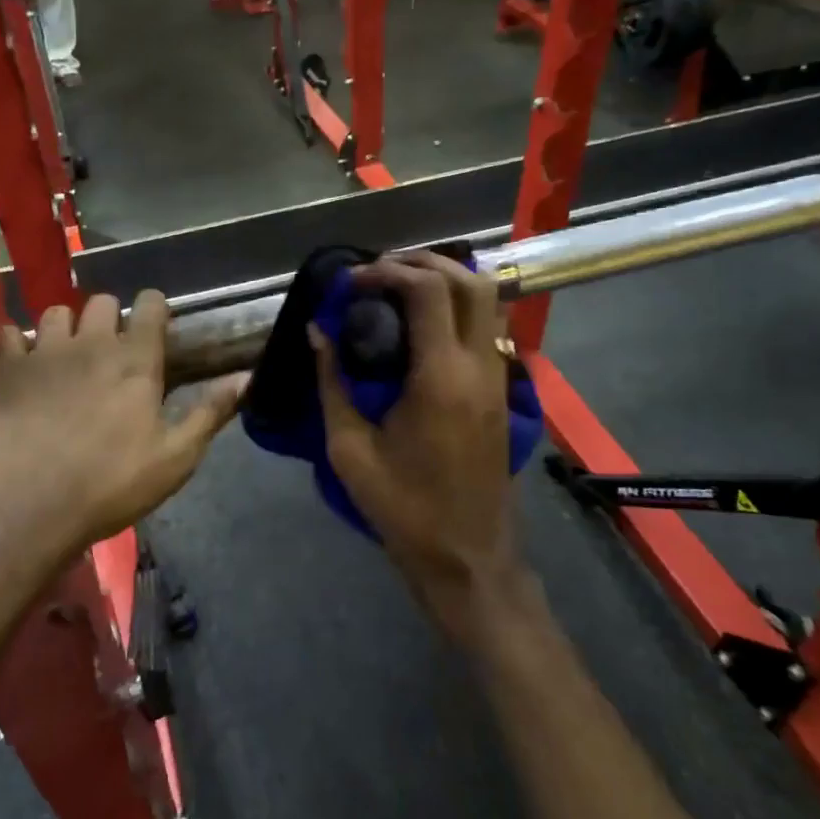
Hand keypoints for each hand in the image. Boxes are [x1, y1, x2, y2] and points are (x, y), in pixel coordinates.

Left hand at [0, 291, 245, 568]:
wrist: (27, 507)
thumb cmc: (110, 485)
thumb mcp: (175, 458)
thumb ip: (211, 412)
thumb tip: (248, 377)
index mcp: (136, 360)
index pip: (150, 304)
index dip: (155, 309)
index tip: (156, 328)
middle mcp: (91, 343)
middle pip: (101, 301)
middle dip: (110, 317)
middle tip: (111, 350)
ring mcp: (44, 352)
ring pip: (56, 313)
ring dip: (66, 327)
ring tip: (67, 356)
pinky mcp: (7, 370)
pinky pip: (8, 333)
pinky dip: (17, 343)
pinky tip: (23, 364)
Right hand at [311, 252, 523, 637]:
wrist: (467, 556)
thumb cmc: (402, 507)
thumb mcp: (349, 448)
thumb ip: (332, 383)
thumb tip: (317, 331)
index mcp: (441, 376)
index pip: (426, 291)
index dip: (386, 272)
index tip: (350, 281)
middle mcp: (479, 365)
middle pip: (468, 280)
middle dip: (421, 262)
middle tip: (377, 271)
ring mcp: (499, 377)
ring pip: (488, 299)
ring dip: (446, 278)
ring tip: (399, 285)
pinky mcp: (502, 391)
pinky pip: (489, 326)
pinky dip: (460, 304)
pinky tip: (424, 321)